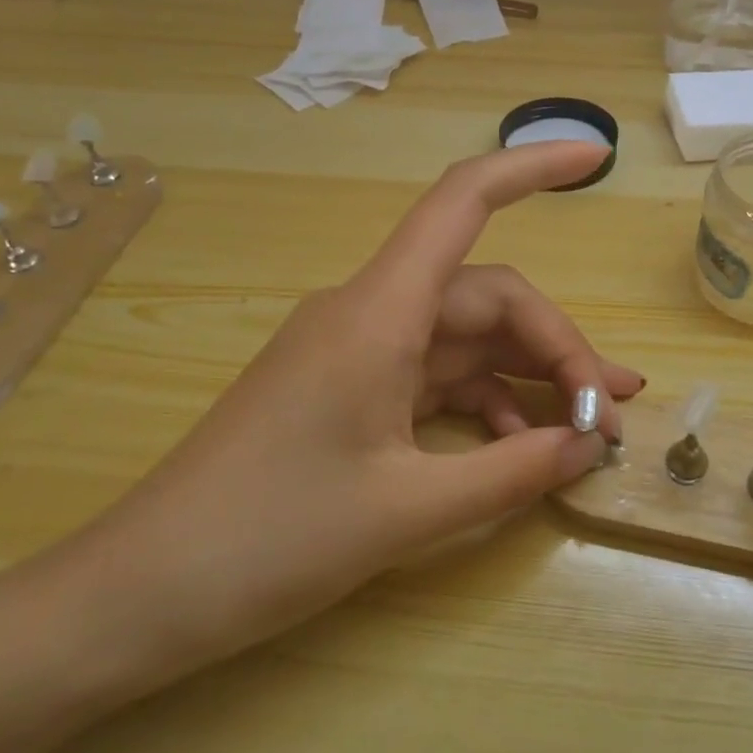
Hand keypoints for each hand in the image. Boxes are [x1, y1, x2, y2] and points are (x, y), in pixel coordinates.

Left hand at [70, 140, 641, 683]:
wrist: (143, 592)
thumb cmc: (268, 542)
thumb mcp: (407, 511)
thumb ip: (511, 472)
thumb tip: (588, 445)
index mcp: (378, 312)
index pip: (462, 204)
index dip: (530, 169)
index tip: (595, 160)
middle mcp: (370, 314)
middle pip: (486, 297)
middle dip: (557, 345)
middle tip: (609, 413)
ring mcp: (358, 351)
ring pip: (466, 340)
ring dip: (529, 377)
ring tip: (591, 429)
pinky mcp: (350, 389)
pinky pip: (435, 378)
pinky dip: (484, 405)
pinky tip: (520, 448)